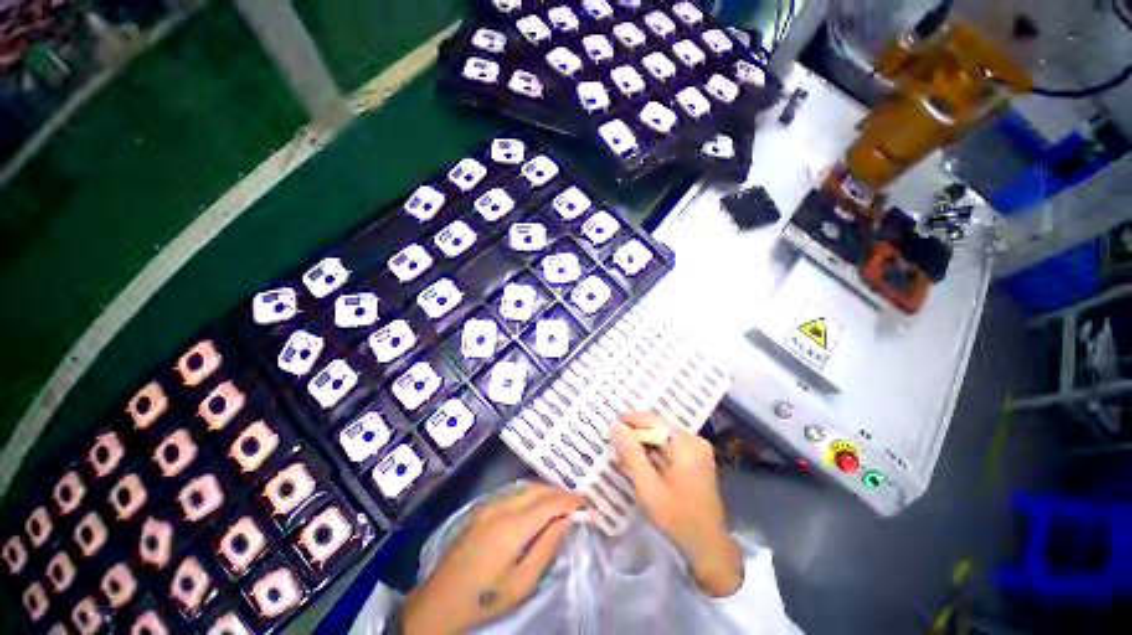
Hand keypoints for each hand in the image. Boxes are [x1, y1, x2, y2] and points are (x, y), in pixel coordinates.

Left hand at [402, 484, 587, 633]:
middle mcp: (502, 506)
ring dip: (547, 491)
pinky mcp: (483, 508)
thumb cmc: (485, 598)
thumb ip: (547, 546)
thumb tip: (568, 519)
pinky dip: (532, 494)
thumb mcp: (522, 582)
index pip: (550, 502)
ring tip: (563, 504)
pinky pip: (515, 492)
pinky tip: (538, 506)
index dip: (572, 501)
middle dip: (562, 493)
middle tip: (579, 504)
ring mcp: (490, 504)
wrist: (440, 601)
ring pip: (527, 487)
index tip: (589, 505)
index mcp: (513, 526)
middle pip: (539, 489)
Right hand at [610, 413, 743, 596]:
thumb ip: (631, 452)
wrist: (708, 546)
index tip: (610, 427)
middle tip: (613, 443)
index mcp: (686, 444)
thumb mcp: (648, 485)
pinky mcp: (696, 459)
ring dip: (642, 446)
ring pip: (662, 438)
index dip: (629, 420)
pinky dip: (653, 454)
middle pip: (658, 428)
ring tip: (621, 455)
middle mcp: (694, 440)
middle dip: (634, 435)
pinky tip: (638, 463)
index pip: (652, 420)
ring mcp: (697, 450)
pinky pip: (669, 448)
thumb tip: (616, 425)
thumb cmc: (676, 517)